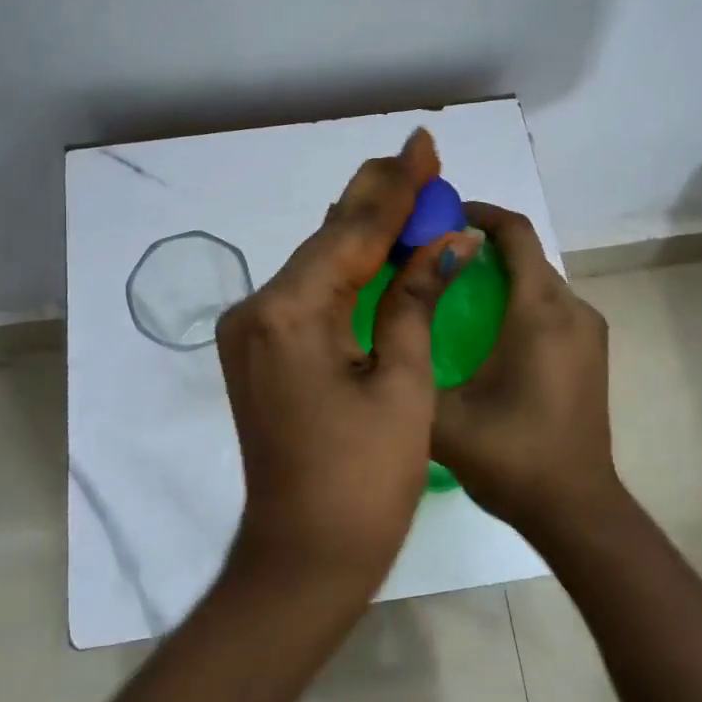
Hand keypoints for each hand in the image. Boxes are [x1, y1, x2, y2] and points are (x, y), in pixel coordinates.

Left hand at [216, 129, 480, 594]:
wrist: (303, 558)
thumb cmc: (364, 481)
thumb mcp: (402, 383)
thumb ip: (415, 300)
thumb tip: (450, 242)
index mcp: (288, 313)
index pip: (351, 233)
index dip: (395, 188)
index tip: (423, 143)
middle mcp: (257, 311)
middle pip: (327, 241)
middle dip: (377, 201)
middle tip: (418, 159)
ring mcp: (252, 333)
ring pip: (316, 266)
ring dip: (362, 234)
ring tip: (406, 191)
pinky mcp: (259, 353)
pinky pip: (307, 296)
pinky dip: (345, 272)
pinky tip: (375, 248)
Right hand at [430, 203, 626, 547]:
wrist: (575, 508)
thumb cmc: (511, 457)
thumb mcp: (442, 415)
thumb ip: (408, 365)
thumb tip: (378, 326)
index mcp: (540, 314)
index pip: (516, 234)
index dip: (479, 212)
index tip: (440, 214)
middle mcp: (572, 310)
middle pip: (527, 255)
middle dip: (481, 244)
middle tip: (430, 256)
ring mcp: (588, 331)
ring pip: (539, 280)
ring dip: (499, 274)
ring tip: (449, 289)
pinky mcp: (590, 352)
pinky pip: (550, 305)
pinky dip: (517, 299)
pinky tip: (482, 328)